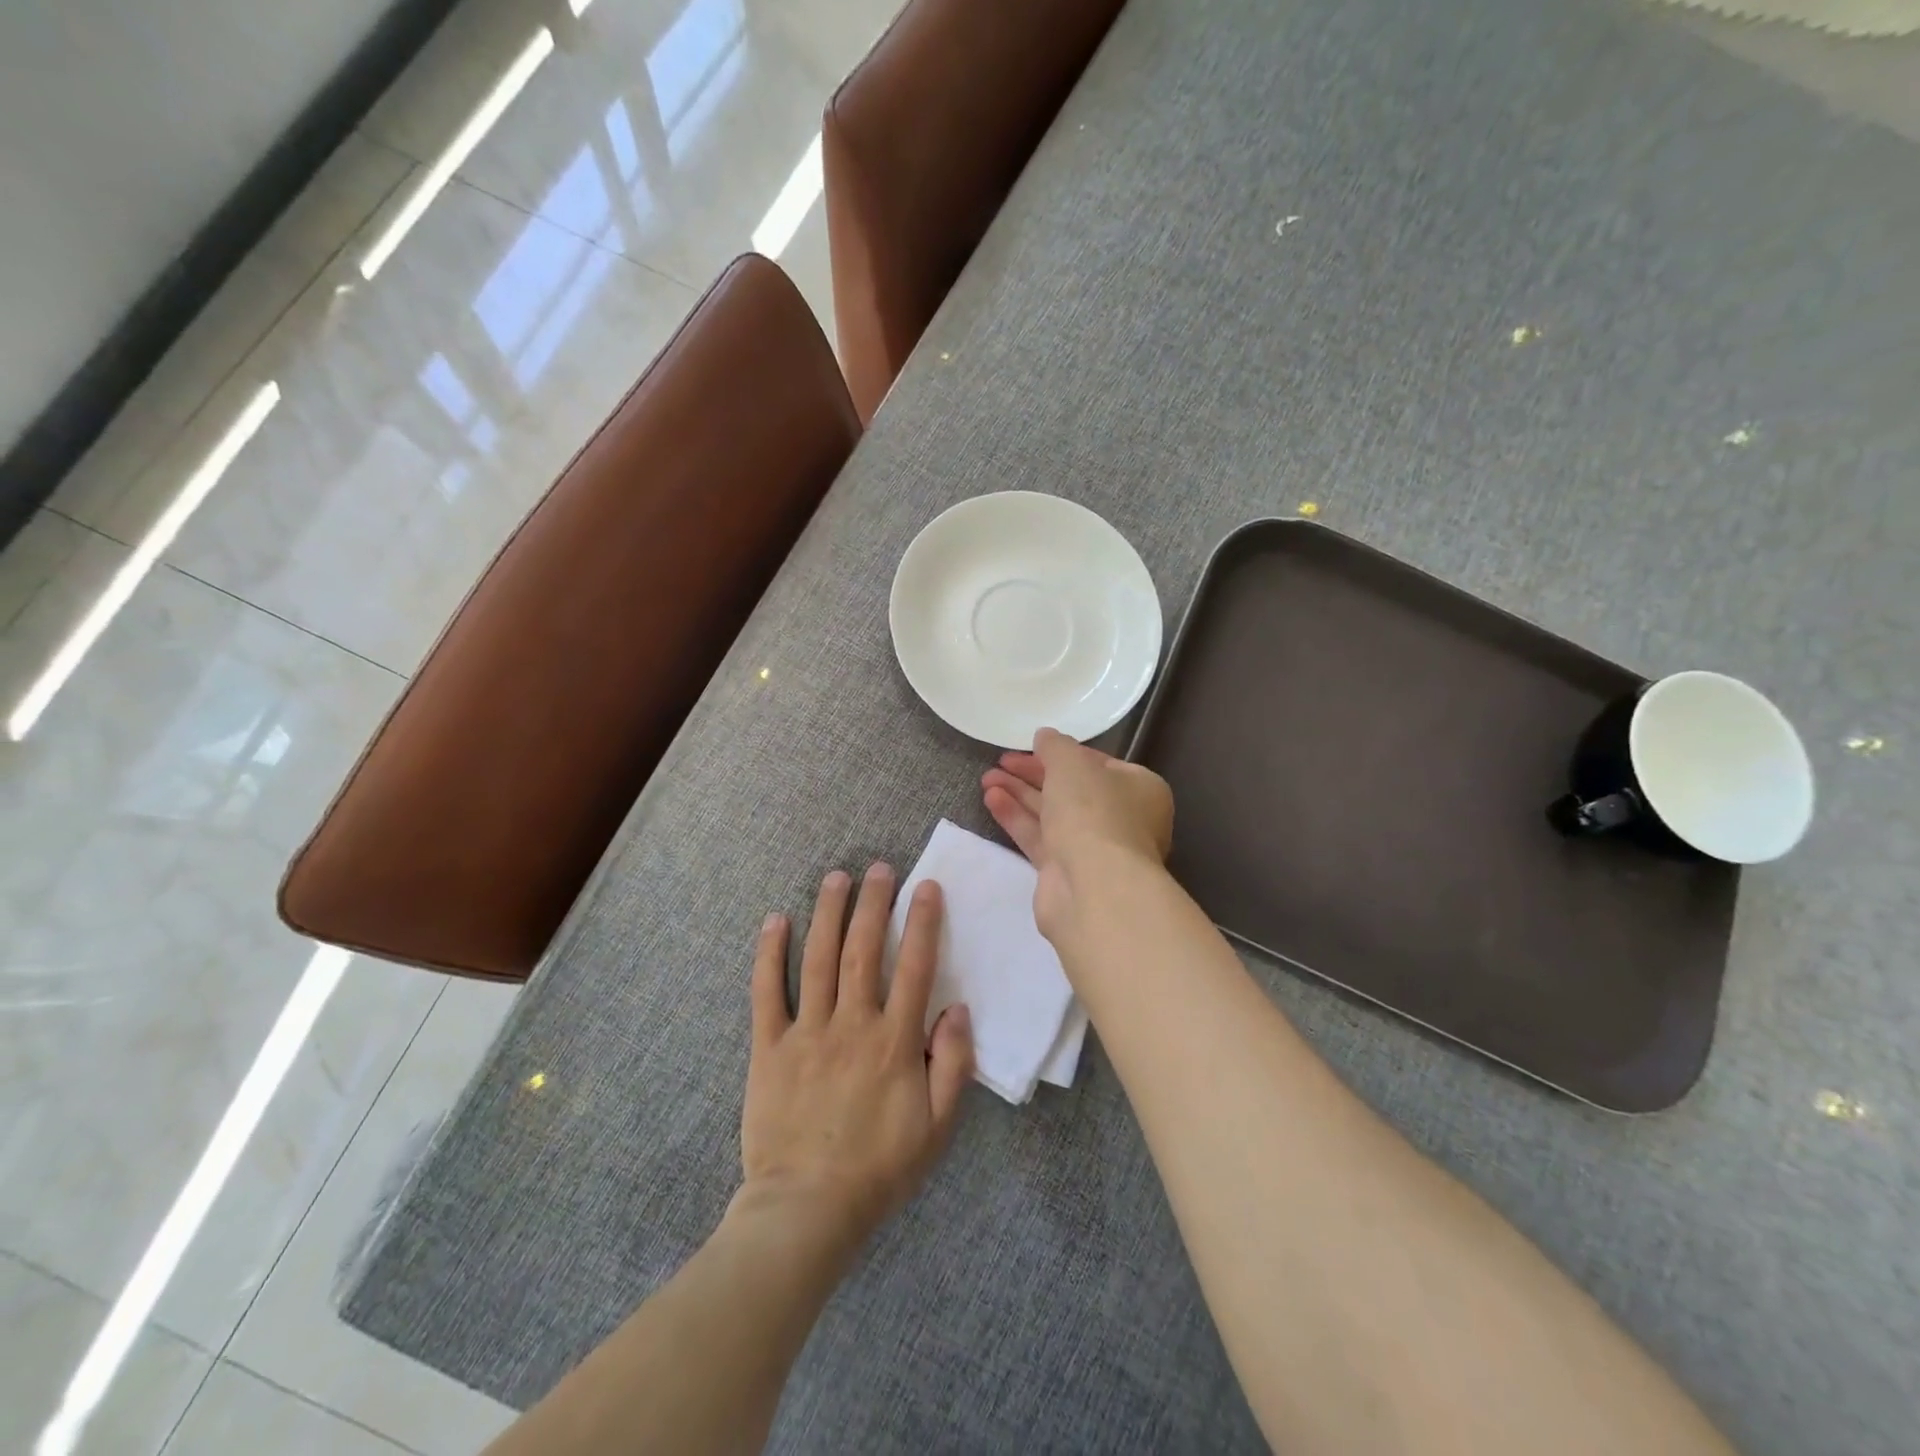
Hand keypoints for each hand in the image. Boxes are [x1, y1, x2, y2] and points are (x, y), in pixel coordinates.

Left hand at [739, 864, 973, 1252]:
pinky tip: (775, 921)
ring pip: (818, 959)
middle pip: (863, 950)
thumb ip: (953, 1065)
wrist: (807, 1209)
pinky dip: (769, 954)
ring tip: (836, 877)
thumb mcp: (938, 1127)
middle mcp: (852, 1024)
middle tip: (879, 868)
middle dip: (873, 903)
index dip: (922, 922)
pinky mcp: (769, 1047)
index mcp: (894, 1042)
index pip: (914, 966)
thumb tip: (957, 1008)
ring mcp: (807, 1032)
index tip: (926, 887)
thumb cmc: (879, 1168)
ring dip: (828, 913)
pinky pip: (767, 992)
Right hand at [982, 727, 1174, 939]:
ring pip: (1052, 815)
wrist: (1093, 888)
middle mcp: (1121, 819)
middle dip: (1034, 774)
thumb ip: (1055, 746)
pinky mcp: (1066, 873)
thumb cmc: (1093, 813)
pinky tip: (991, 799)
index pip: (1098, 764)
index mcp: (1139, 789)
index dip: (1063, 753)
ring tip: (986, 778)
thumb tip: (1045, 736)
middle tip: (1001, 761)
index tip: (1031, 745)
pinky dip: (1017, 818)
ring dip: (1020, 794)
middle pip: (1072, 790)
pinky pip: (1039, 838)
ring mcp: (1094, 849)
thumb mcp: (1072, 764)